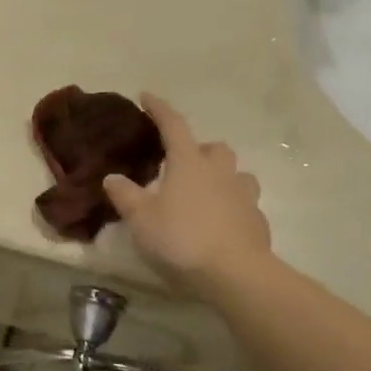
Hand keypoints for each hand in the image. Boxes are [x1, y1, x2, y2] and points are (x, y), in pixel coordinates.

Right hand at [103, 94, 270, 291]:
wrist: (236, 274)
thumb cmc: (182, 239)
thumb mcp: (142, 219)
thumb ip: (126, 195)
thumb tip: (112, 177)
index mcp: (189, 163)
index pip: (173, 125)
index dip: (159, 109)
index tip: (147, 96)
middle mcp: (220, 171)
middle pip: (214, 148)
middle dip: (199, 150)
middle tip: (181, 165)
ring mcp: (243, 195)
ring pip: (236, 174)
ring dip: (221, 177)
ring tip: (205, 194)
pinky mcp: (257, 221)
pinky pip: (244, 204)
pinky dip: (232, 207)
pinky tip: (220, 224)